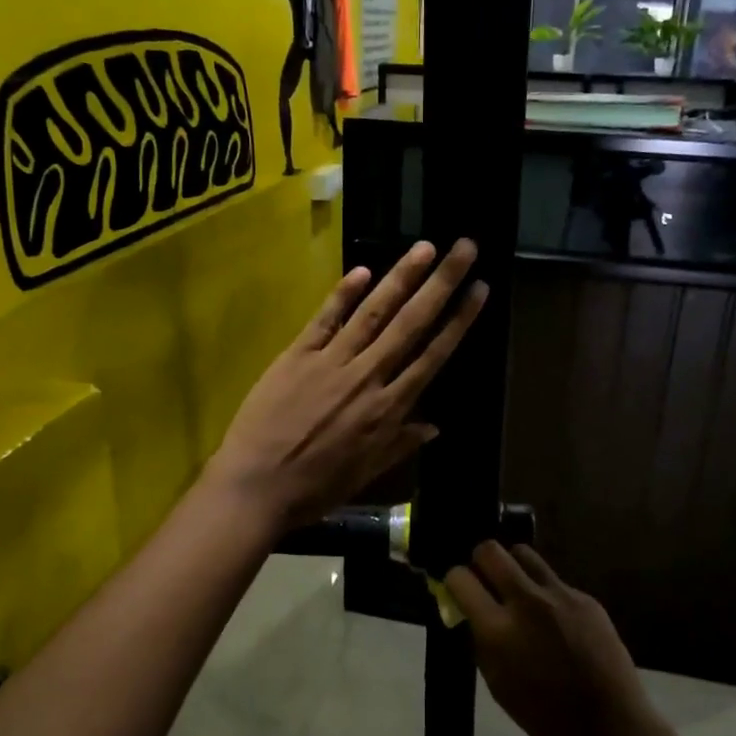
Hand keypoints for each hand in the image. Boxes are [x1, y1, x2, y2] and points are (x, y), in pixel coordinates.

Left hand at [207, 240, 486, 534]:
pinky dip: (344, 293)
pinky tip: (363, 269)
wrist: (256, 486)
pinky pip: (325, 318)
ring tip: (425, 248)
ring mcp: (331, 361)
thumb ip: (400, 444)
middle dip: (441, 283)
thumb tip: (435, 425)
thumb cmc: (314, 488)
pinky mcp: (297, 355)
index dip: (458, 321)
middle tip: (464, 248)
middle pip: (411, 323)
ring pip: (374, 312)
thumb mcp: (365, 474)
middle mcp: (367, 376)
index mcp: (388, 409)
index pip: (432, 355)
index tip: (479, 290)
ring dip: (401, 277)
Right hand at [446, 542, 666, 735]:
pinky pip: (553, 580)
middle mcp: (526, 601)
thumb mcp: (497, 683)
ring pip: (523, 554)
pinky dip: (544, 592)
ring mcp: (559, 595)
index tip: (459, 591)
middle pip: (490, 550)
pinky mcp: (585, 597)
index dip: (454, 581)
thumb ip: (481, 640)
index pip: (461, 578)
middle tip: (485, 582)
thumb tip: (471, 612)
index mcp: (498, 630)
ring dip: (512, 567)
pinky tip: (554, 620)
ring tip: (517, 591)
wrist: (611, 726)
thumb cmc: (546, 717)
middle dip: (480, 561)